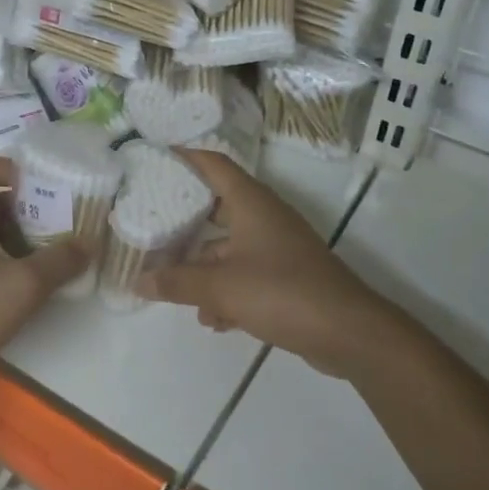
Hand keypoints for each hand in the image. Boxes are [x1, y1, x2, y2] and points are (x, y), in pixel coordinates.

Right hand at [138, 149, 386, 377]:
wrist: (348, 332)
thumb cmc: (281, 292)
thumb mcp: (220, 287)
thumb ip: (177, 283)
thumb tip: (140, 281)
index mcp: (251, 203)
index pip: (215, 164)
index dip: (186, 157)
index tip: (157, 157)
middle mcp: (266, 218)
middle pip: (218, 208)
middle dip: (186, 221)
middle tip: (153, 226)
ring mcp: (279, 248)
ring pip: (230, 249)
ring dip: (204, 269)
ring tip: (177, 291)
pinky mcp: (288, 278)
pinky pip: (247, 275)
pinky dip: (227, 291)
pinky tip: (213, 319)